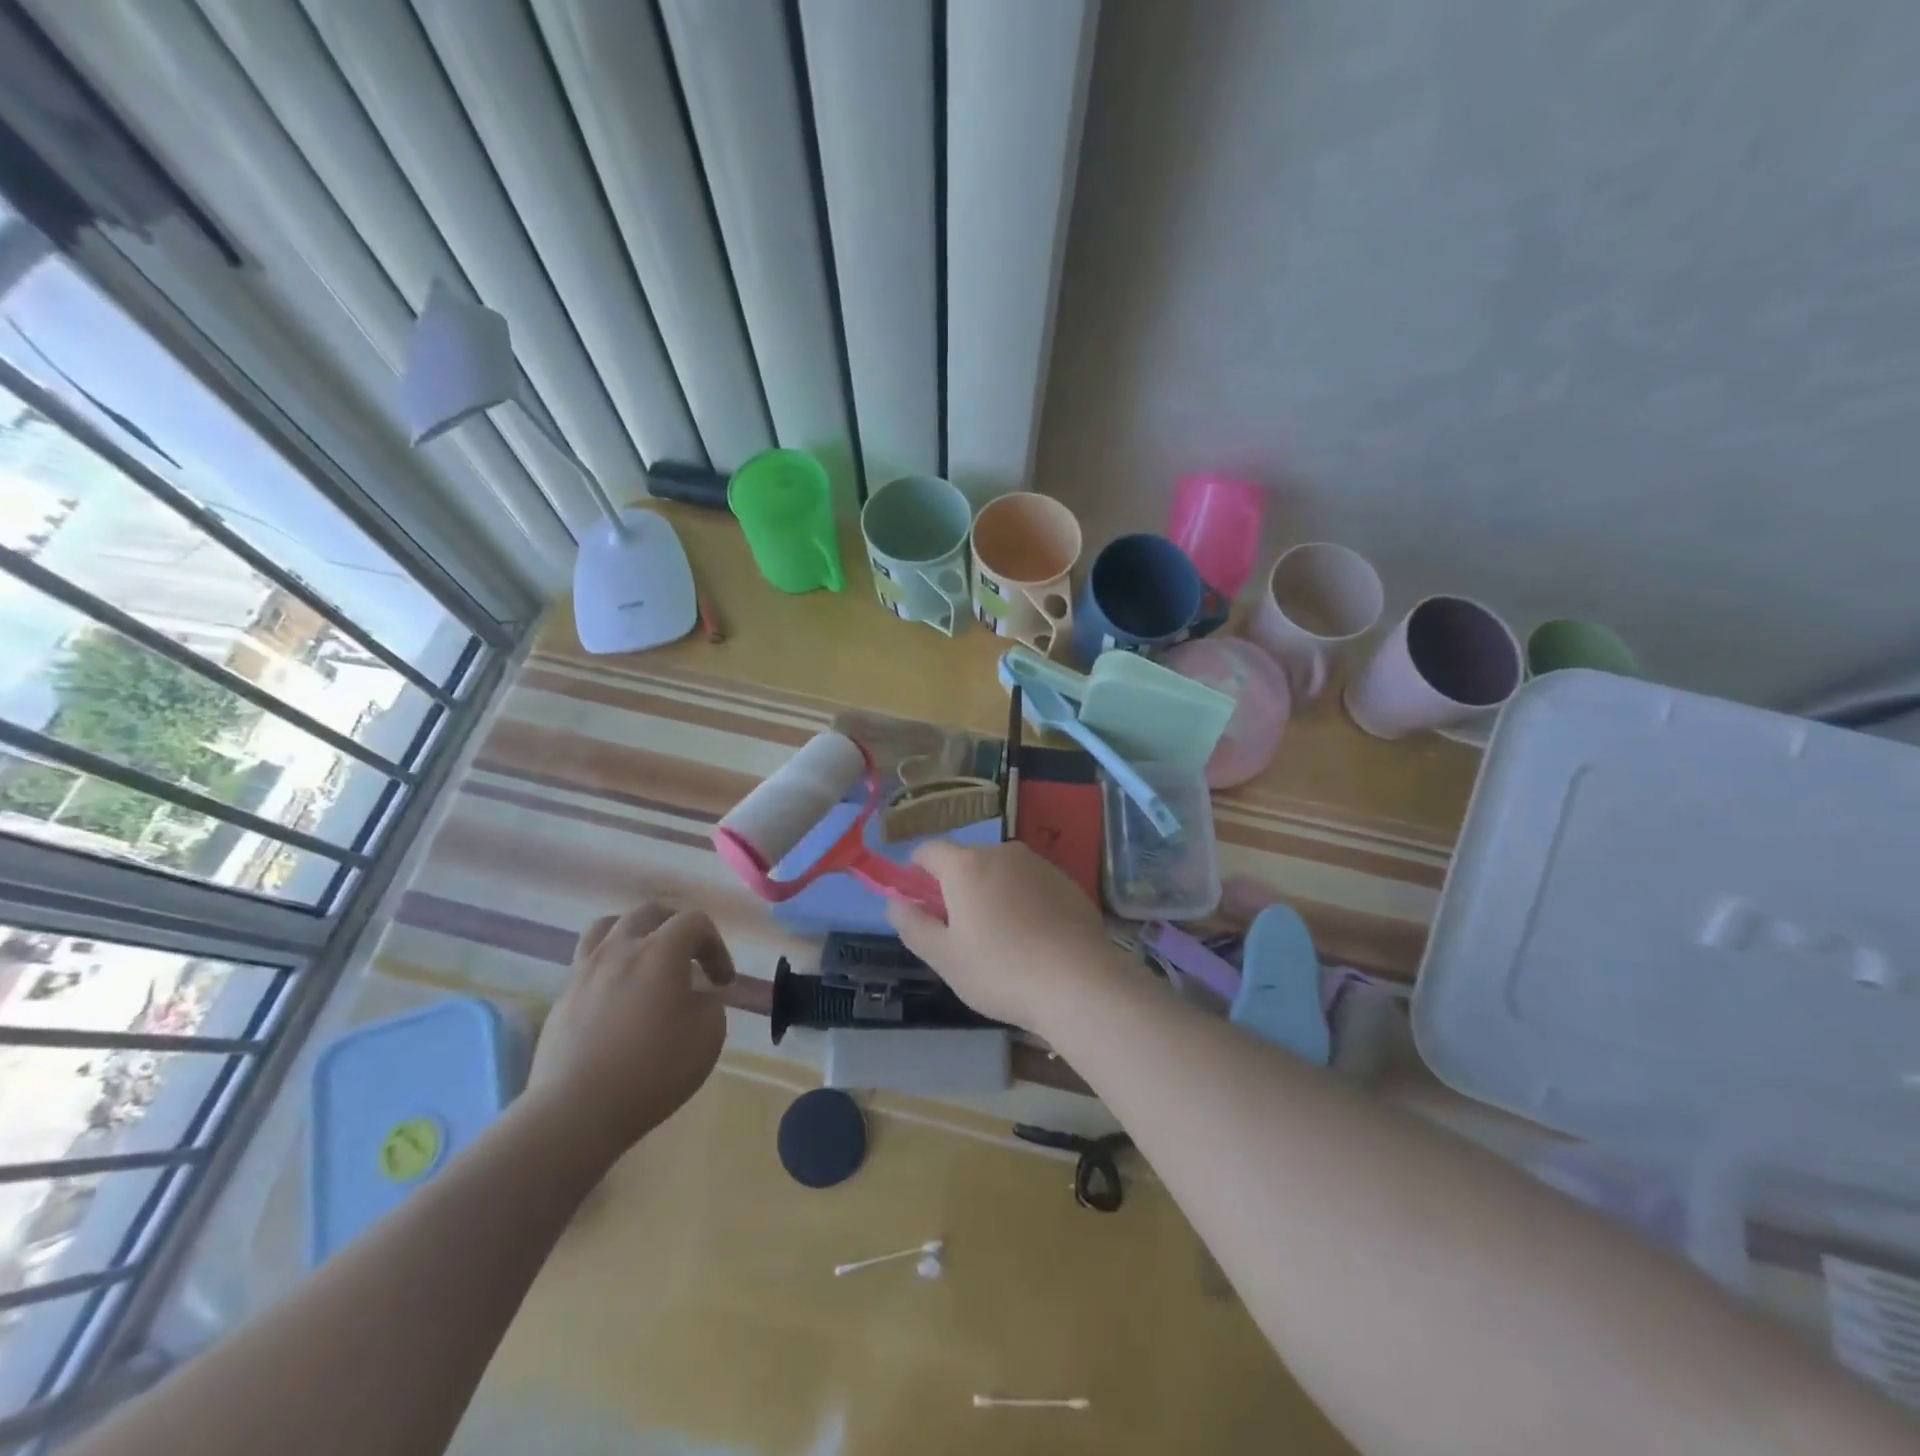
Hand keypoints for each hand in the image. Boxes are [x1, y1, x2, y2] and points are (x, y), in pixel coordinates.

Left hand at [527, 905, 734, 1165]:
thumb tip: (695, 996)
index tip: (723, 982)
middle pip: (649, 912)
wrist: (576, 1112)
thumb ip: (709, 1004)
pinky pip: (588, 961)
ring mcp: (584, 971)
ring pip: (608, 926)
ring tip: (645, 959)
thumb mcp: (708, 1036)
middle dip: (677, 926)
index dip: (716, 945)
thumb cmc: (653, 1071)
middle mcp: (619, 949)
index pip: (694, 921)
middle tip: (690, 955)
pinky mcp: (562, 997)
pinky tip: (619, 996)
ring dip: (635, 934)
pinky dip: (610, 965)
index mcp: (660, 951)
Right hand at [886, 841, 1113, 1029]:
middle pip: (968, 860)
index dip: (916, 869)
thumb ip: (913, 925)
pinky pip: (1032, 883)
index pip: (930, 850)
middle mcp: (1003, 853)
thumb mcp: (944, 957)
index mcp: (966, 865)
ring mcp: (1039, 864)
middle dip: (957, 885)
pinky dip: (1023, 900)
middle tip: (958, 928)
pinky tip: (1033, 936)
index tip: (916, 896)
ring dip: (992, 892)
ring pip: (1002, 871)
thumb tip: (895, 903)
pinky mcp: (1067, 881)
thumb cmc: (1000, 970)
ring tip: (999, 936)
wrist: (1078, 982)